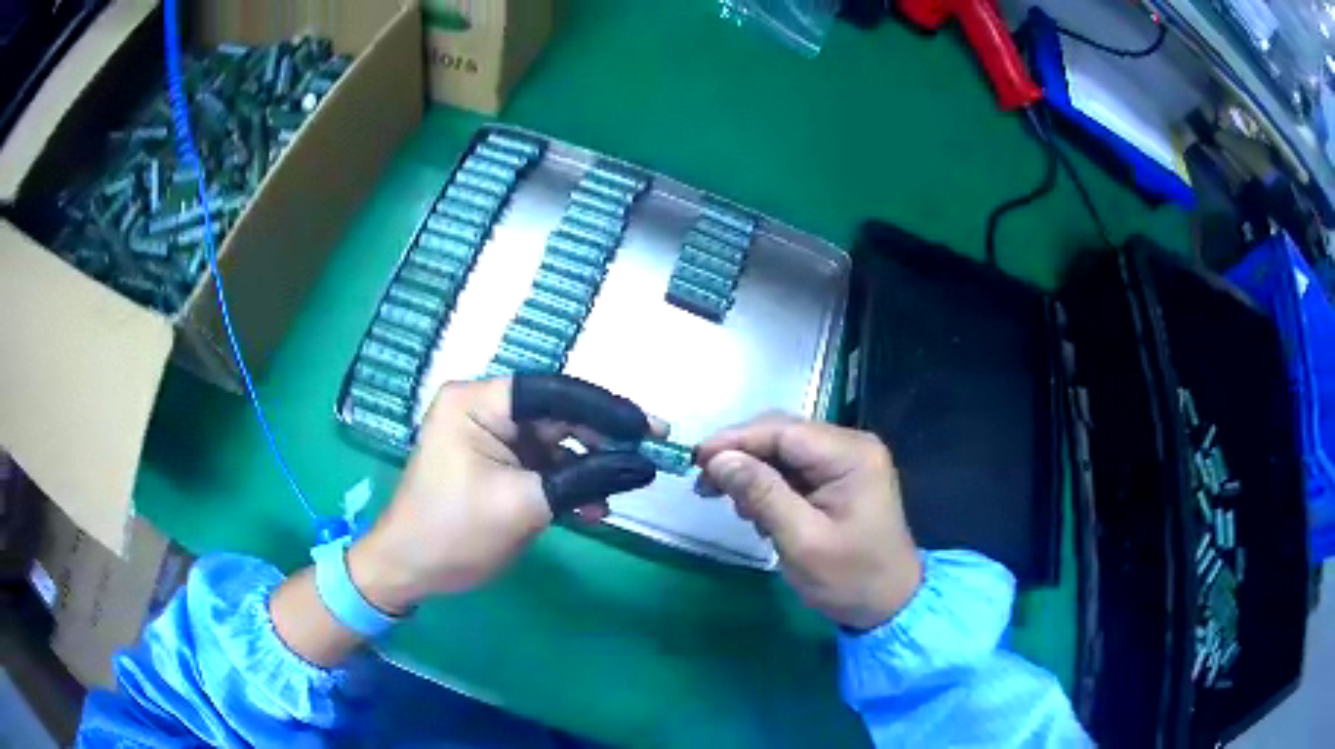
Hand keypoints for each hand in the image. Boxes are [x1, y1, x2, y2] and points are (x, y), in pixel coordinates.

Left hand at [348, 375, 660, 613]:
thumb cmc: (455, 532)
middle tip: (650, 456)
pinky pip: (544, 466)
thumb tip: (646, 466)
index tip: (649, 429)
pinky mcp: (497, 465)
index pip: (553, 393)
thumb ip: (588, 478)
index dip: (605, 409)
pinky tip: (593, 509)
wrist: (411, 572)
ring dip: (589, 468)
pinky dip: (569, 485)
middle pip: (558, 416)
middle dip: (602, 441)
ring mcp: (490, 438)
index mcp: (478, 402)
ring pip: (556, 443)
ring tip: (622, 491)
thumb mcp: (525, 505)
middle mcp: (484, 409)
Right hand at [698, 414, 921, 629]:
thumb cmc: (850, 578)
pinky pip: (794, 470)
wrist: (888, 605)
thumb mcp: (802, 541)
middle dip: (741, 456)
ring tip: (735, 507)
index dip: (736, 440)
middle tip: (705, 485)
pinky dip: (769, 486)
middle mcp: (851, 446)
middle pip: (782, 435)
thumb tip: (718, 459)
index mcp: (851, 454)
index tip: (695, 459)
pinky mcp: (839, 479)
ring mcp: (847, 461)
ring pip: (784, 451)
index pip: (783, 430)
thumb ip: (762, 494)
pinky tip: (758, 512)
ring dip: (753, 473)